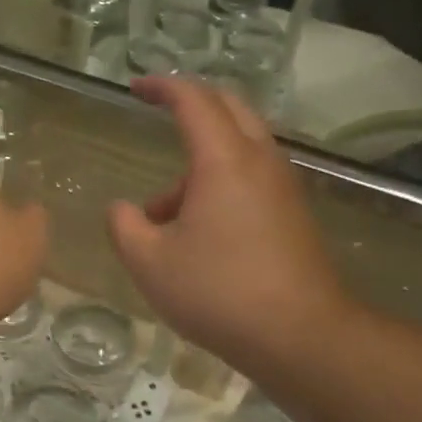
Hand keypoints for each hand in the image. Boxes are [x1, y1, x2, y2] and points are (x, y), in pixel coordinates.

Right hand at [108, 78, 351, 376]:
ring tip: (162, 215)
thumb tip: (122, 209)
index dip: (162, 87)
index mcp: (224, 160)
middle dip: (191, 104)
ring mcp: (283, 187)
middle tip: (160, 112)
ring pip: (240, 147)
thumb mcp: (149, 263)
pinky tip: (198, 232)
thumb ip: (124, 227)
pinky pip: (252, 176)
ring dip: (200, 160)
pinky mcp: (293, 214)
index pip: (193, 100)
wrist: (299, 335)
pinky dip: (220, 182)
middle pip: (229, 108)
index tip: (136, 88)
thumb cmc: (218, 292)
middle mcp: (260, 161)